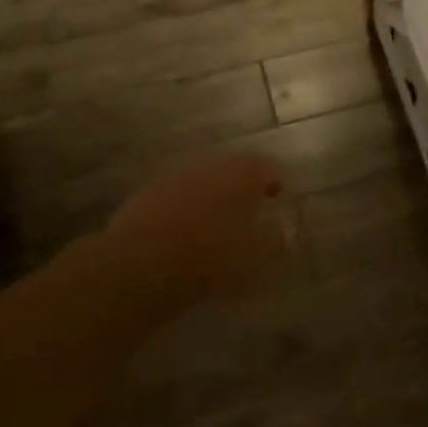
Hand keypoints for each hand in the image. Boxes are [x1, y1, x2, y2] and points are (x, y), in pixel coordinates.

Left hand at [102, 153, 288, 313]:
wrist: (143, 263)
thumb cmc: (213, 258)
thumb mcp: (255, 257)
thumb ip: (275, 240)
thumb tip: (284, 229)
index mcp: (245, 174)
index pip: (270, 168)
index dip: (276, 183)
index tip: (277, 199)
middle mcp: (213, 163)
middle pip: (235, 169)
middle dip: (242, 187)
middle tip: (247, 211)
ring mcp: (178, 173)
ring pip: (204, 178)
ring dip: (212, 194)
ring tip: (214, 222)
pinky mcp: (149, 189)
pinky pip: (177, 192)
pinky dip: (185, 204)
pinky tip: (183, 228)